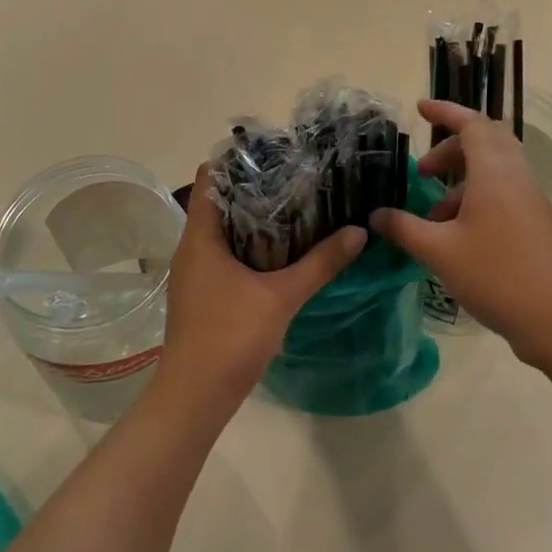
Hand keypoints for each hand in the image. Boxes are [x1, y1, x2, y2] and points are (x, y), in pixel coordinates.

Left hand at [159, 168, 366, 410]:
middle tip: (297, 177)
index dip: (237, 161)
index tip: (276, 153)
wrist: (195, 398)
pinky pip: (226, 255)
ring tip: (297, 207)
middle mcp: (192, 248)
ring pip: (224, 231)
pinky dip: (251, 246)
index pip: (208, 178)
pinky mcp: (203, 294)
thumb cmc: (230, 337)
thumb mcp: (281, 297)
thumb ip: (321, 263)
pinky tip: (283, 252)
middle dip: (256, 188)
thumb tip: (359, 231)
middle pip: (219, 202)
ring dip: (255, 219)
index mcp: (200, 237)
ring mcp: (195, 273)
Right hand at [370, 100, 551, 365]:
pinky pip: (501, 191)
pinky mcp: (534, 221)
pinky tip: (454, 232)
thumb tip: (376, 215)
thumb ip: (404, 228)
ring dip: (461, 177)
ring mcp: (529, 199)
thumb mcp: (439, 251)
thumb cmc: (496, 275)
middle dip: (450, 147)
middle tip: (422, 169)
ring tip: (432, 209)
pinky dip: (475, 197)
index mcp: (494, 171)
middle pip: (485, 141)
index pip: (471, 124)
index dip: (445, 111)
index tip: (419, 108)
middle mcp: (515, 176)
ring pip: (493, 168)